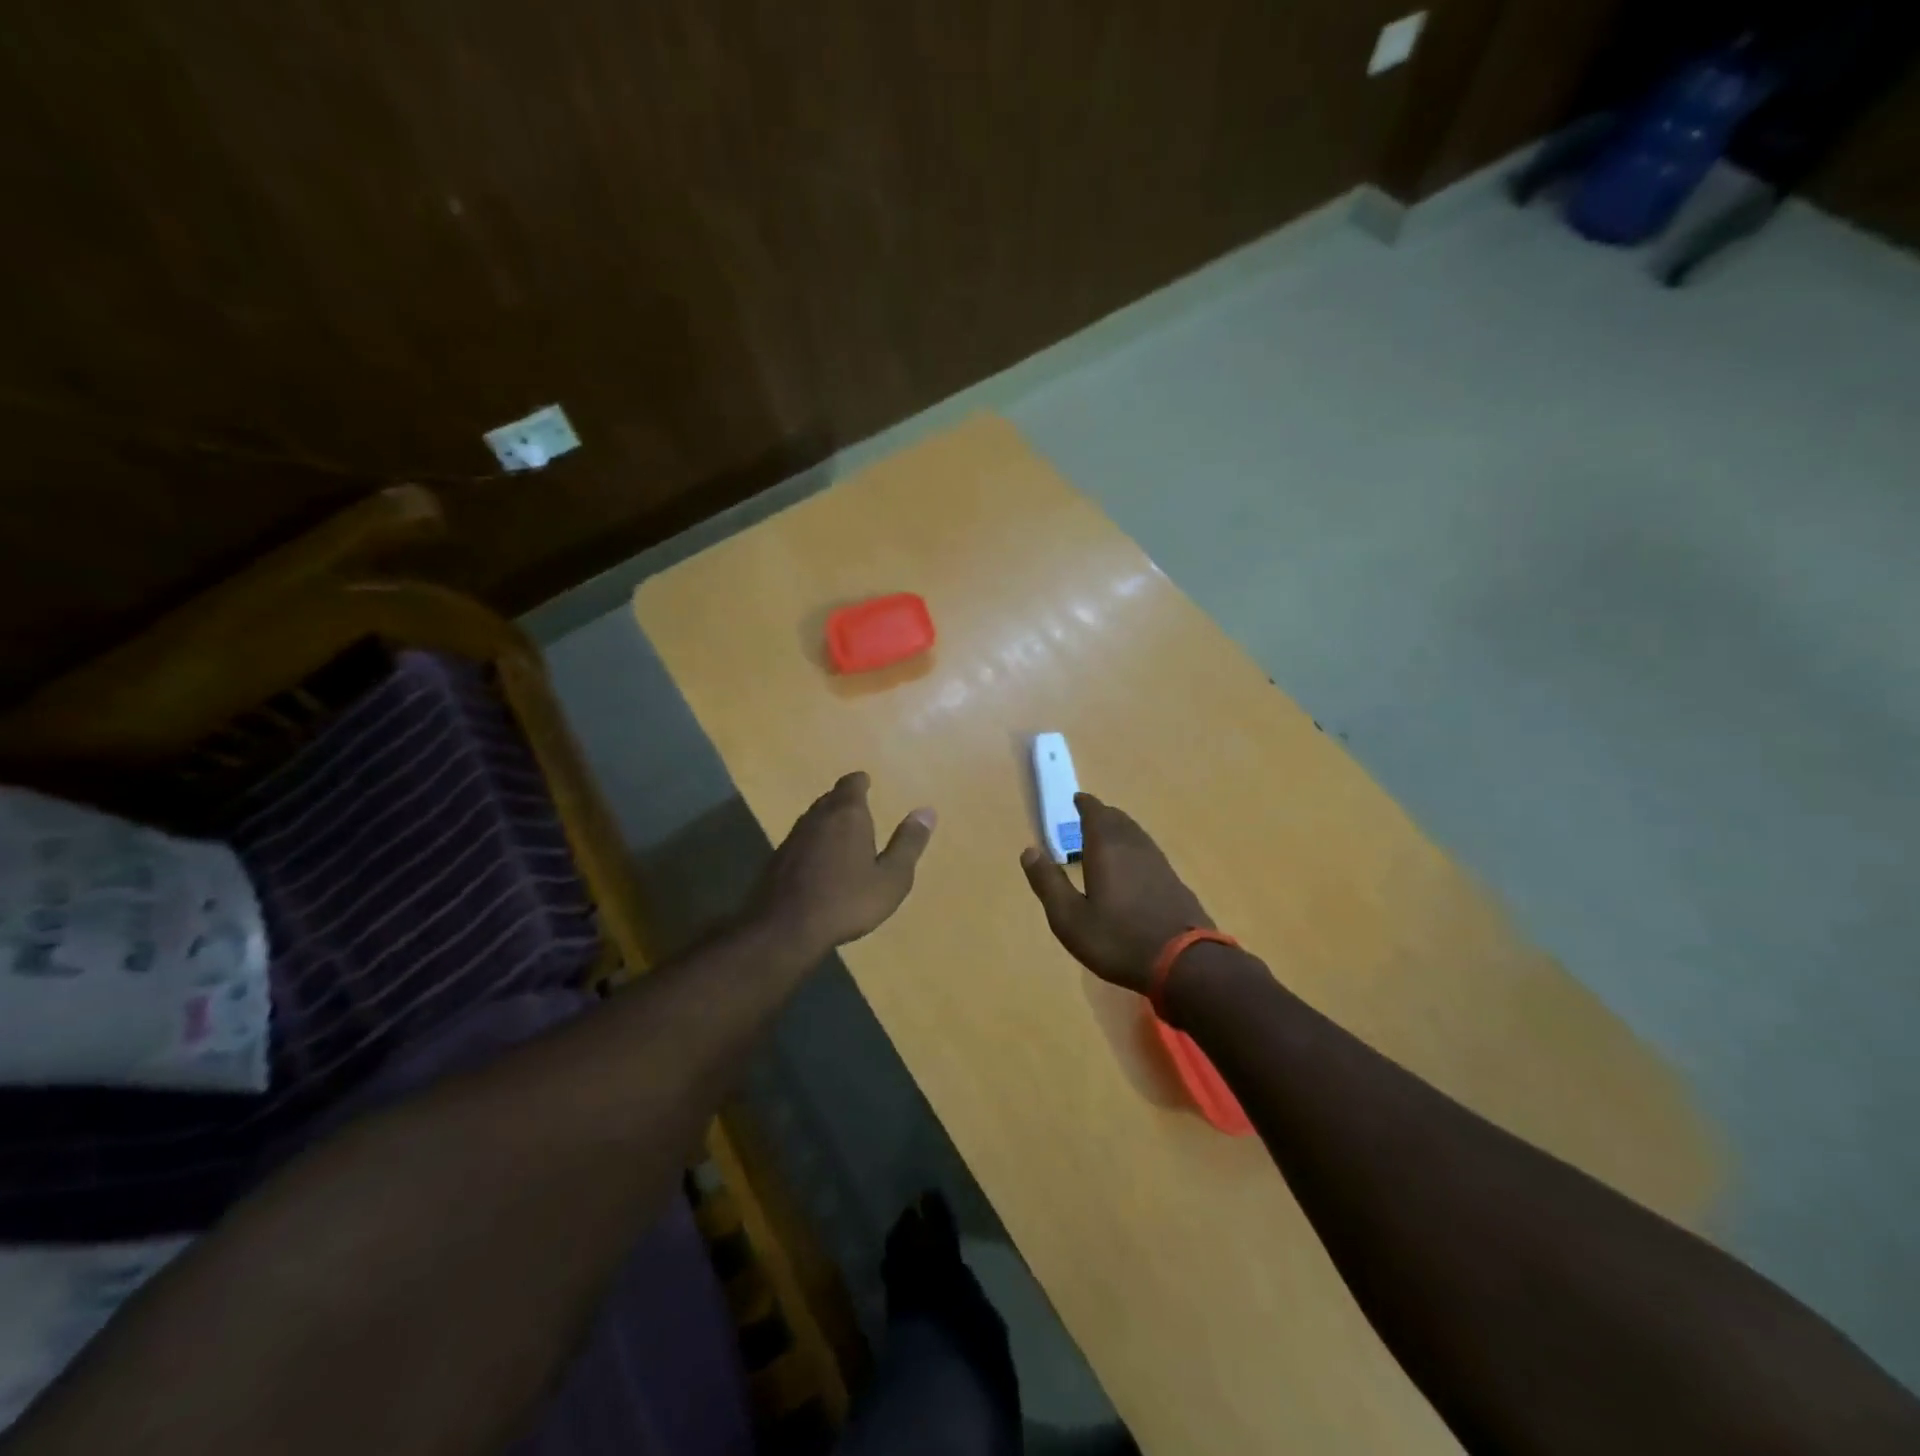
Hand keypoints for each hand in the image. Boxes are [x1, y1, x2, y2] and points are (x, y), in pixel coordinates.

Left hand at [753, 772, 935, 954]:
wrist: (784, 929)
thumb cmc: (846, 901)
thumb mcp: (891, 878)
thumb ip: (908, 843)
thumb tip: (927, 811)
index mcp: (847, 815)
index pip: (851, 784)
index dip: (860, 782)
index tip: (866, 782)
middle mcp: (817, 817)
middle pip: (831, 798)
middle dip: (845, 800)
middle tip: (858, 807)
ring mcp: (793, 838)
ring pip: (814, 818)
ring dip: (828, 821)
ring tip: (842, 833)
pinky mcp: (777, 859)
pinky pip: (801, 840)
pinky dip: (814, 842)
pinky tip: (819, 861)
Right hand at [1020, 792, 1211, 993]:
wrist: (1185, 963)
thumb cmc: (1118, 940)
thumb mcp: (1070, 918)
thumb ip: (1048, 883)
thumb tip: (1029, 851)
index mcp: (1107, 849)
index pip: (1095, 814)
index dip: (1085, 805)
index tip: (1077, 799)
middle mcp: (1134, 847)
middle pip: (1118, 820)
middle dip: (1102, 815)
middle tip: (1089, 816)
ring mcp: (1159, 864)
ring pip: (1136, 834)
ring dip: (1120, 829)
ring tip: (1108, 836)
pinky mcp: (1174, 882)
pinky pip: (1149, 852)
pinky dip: (1134, 848)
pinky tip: (1133, 866)